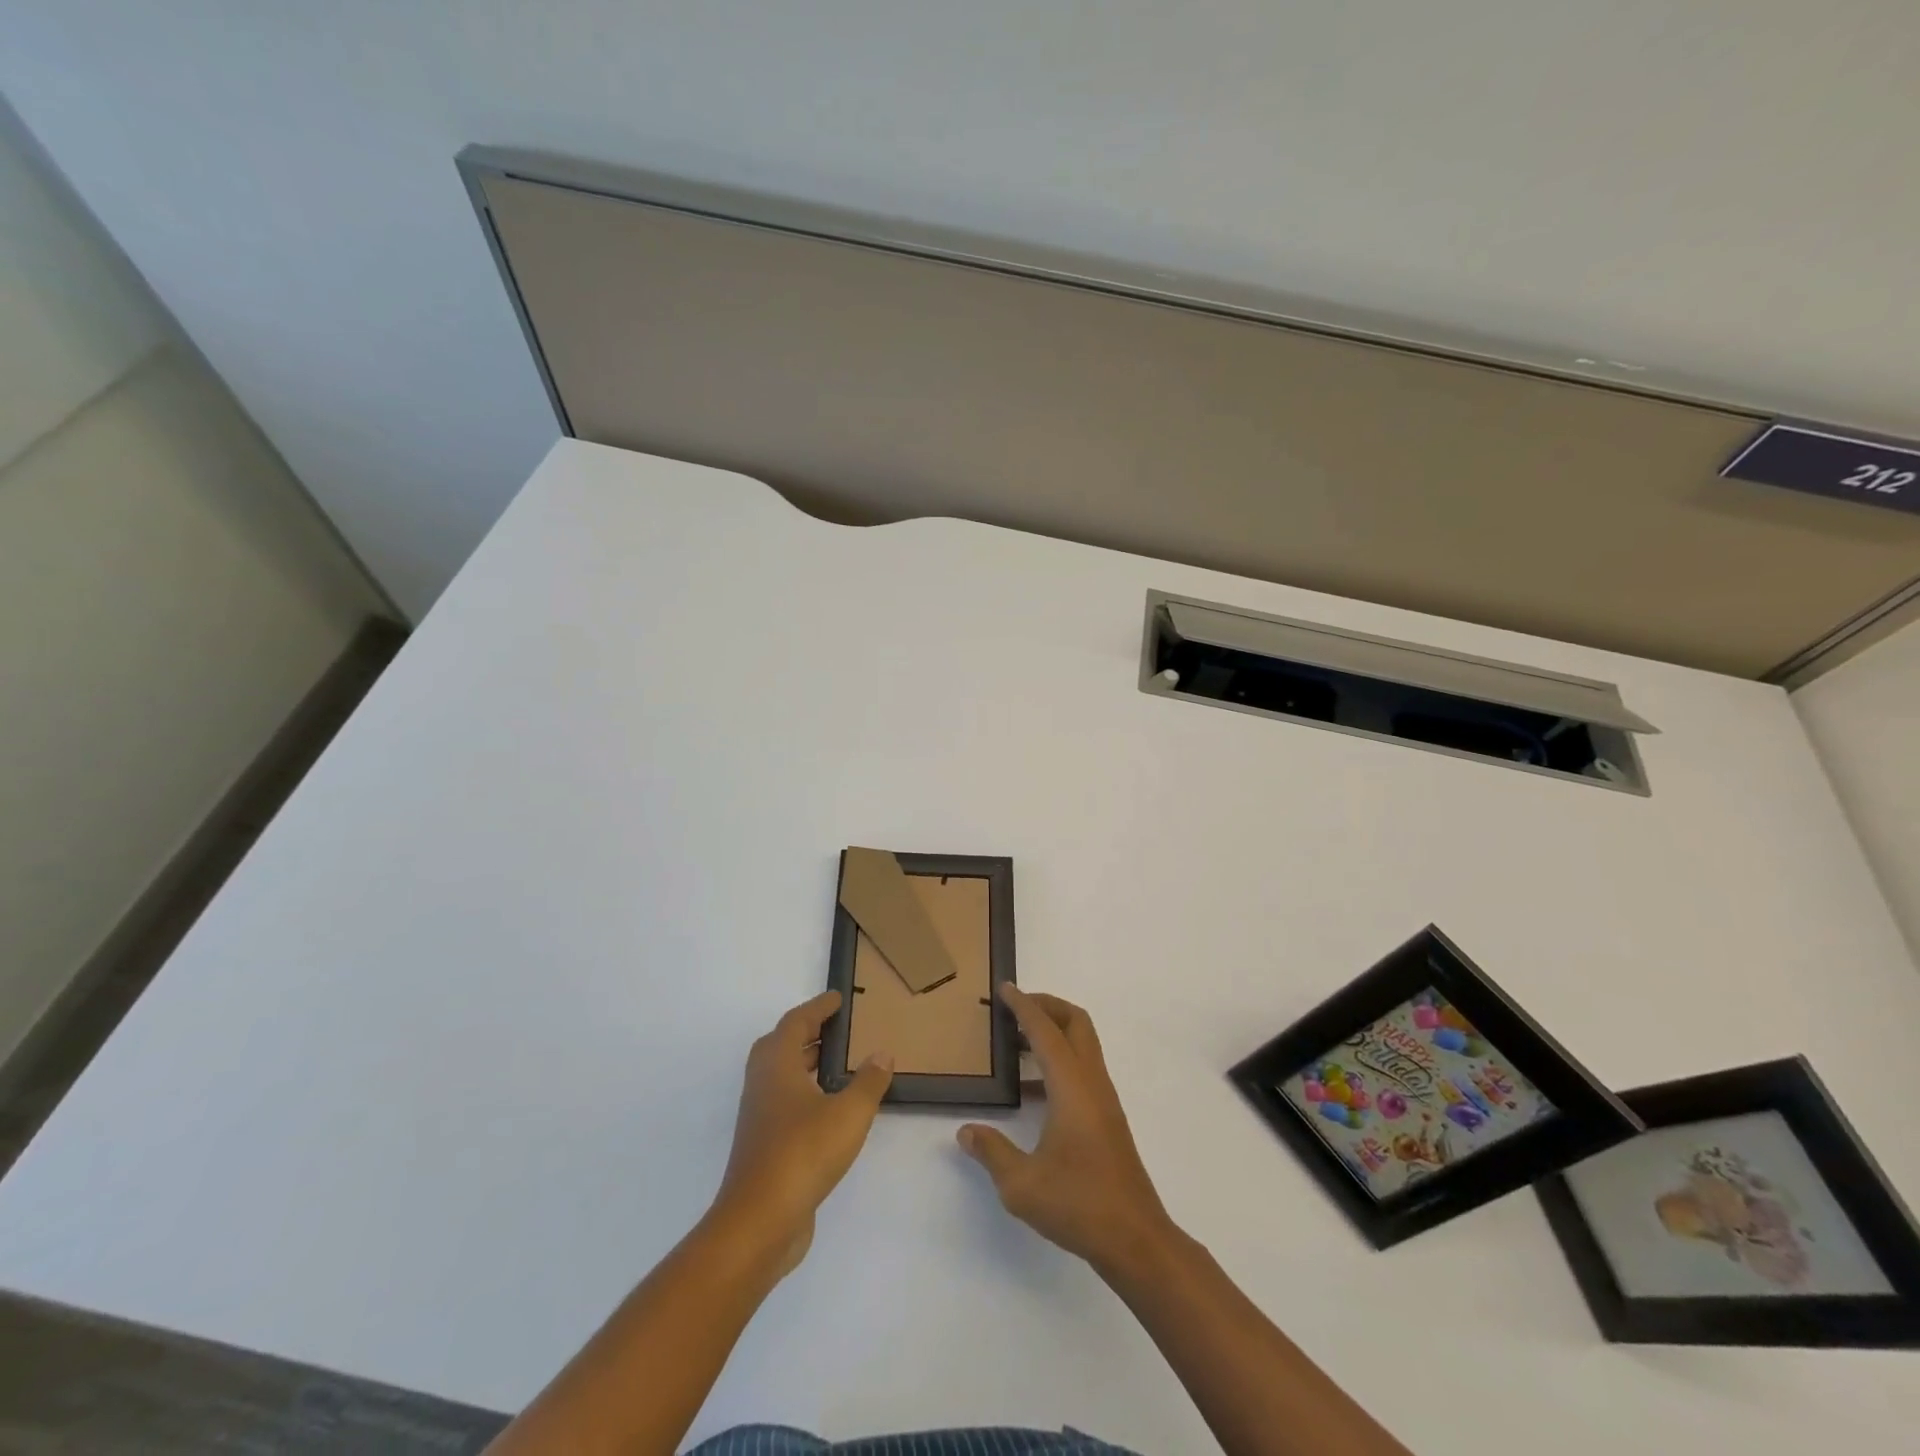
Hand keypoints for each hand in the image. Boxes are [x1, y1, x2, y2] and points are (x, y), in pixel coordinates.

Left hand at [713, 991, 892, 1274]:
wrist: (759, 1223)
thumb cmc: (803, 1154)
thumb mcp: (848, 1113)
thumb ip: (868, 1082)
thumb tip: (882, 1054)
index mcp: (777, 1066)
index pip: (795, 1023)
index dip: (817, 1007)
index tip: (837, 998)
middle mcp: (762, 1085)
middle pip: (779, 1046)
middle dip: (806, 1033)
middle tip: (834, 1029)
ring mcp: (759, 1118)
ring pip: (779, 1076)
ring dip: (803, 1063)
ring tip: (836, 1065)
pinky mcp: (763, 1147)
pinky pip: (783, 1103)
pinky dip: (804, 1093)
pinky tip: (828, 1109)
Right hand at [957, 985, 1174, 1272]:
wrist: (1135, 1239)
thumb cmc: (1079, 1204)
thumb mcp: (1021, 1184)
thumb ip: (991, 1152)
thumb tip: (966, 1131)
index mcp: (1071, 1086)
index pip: (1045, 1030)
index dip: (1023, 1006)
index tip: (1004, 988)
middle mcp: (1092, 1082)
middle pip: (1075, 1022)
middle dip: (1046, 1005)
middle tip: (1015, 1007)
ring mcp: (1103, 1100)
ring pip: (1082, 1044)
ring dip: (1053, 1032)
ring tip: (1017, 1042)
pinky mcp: (1107, 1118)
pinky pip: (1082, 1069)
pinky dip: (1059, 1060)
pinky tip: (1032, 1089)